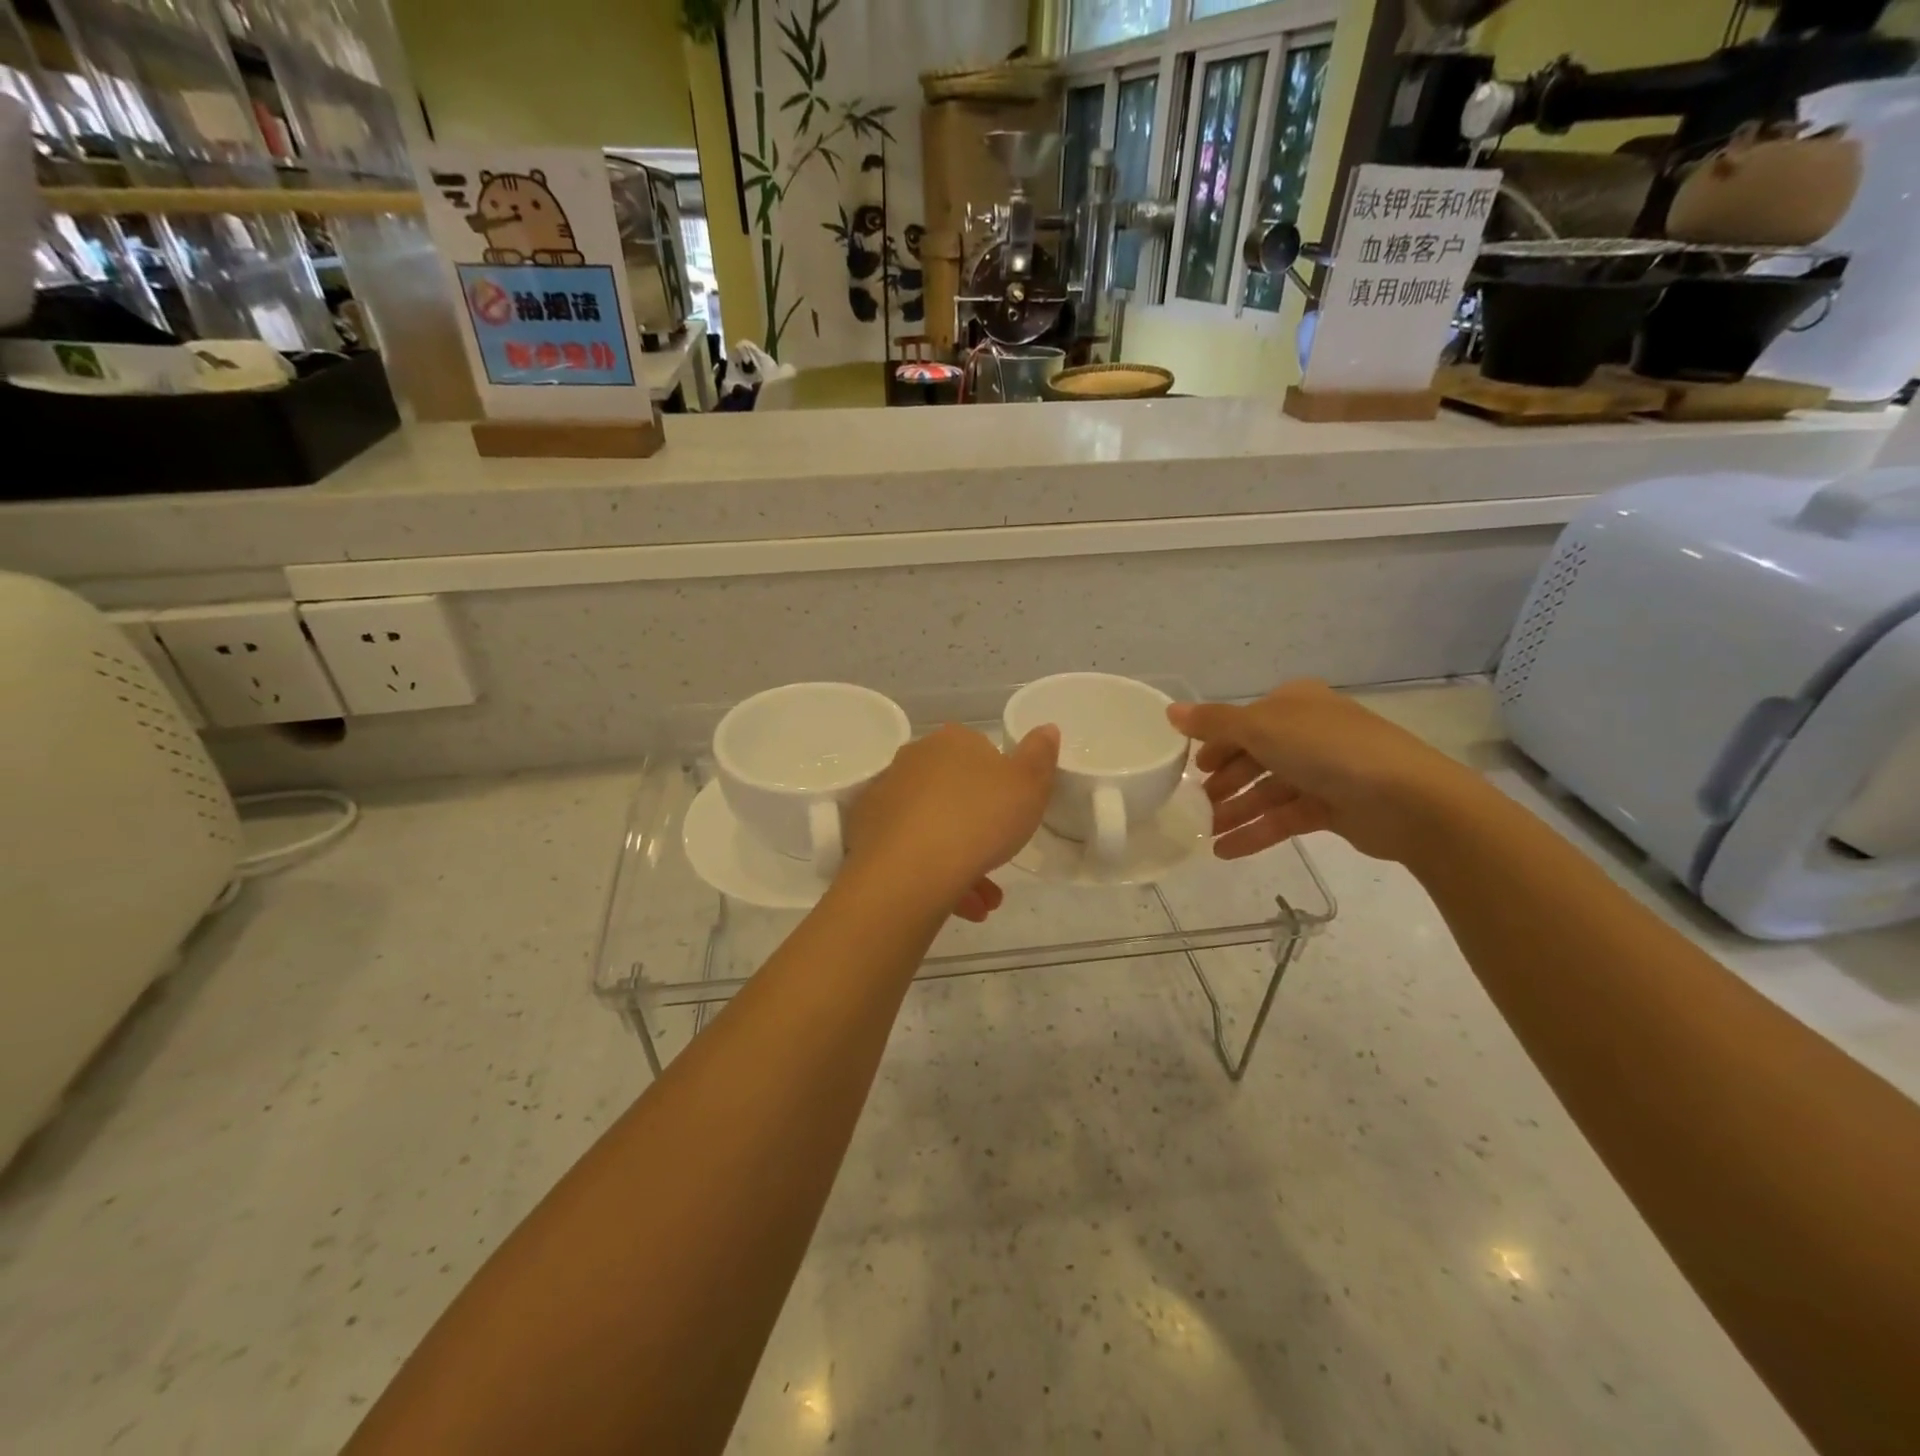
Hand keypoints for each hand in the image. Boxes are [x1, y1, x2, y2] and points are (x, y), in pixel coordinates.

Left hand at [843, 723, 1059, 921]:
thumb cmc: (979, 819)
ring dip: (961, 863)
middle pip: (954, 794)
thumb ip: (1040, 756)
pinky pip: (909, 852)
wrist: (910, 869)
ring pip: (933, 829)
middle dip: (979, 831)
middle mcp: (912, 761)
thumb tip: (1046, 729)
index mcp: (951, 742)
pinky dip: (933, 876)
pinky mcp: (866, 834)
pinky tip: (959, 907)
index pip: (980, 754)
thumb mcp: (1029, 786)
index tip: (1012, 817)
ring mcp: (885, 796)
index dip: (1000, 786)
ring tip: (983, 903)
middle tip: (999, 861)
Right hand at [1168, 681, 1478, 863]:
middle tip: (1196, 804)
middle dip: (1224, 782)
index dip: (1215, 743)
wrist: (1408, 799)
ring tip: (1207, 833)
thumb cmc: (1328, 750)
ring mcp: (1323, 771)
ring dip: (1236, 811)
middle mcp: (1308, 732)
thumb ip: (1214, 723)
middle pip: (1254, 757)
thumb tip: (1170, 711)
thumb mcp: (1261, 728)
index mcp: (1294, 704)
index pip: (1244, 721)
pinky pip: (1284, 818)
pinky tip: (1226, 851)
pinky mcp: (1333, 808)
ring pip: (1267, 791)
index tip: (1191, 768)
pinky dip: (1256, 832)